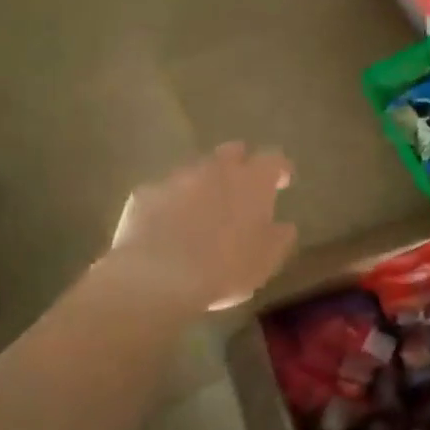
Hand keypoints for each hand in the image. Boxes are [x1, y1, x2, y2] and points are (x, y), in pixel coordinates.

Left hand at [107, 143, 296, 314]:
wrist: (158, 277)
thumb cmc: (225, 268)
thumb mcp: (266, 260)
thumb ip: (280, 237)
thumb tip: (284, 226)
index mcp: (252, 181)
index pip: (274, 160)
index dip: (280, 169)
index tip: (283, 181)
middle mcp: (216, 169)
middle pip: (233, 152)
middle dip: (240, 164)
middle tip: (242, 187)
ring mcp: (177, 178)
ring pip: (196, 170)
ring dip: (204, 184)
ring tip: (203, 210)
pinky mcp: (145, 193)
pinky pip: (164, 192)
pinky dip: (171, 203)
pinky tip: (168, 226)